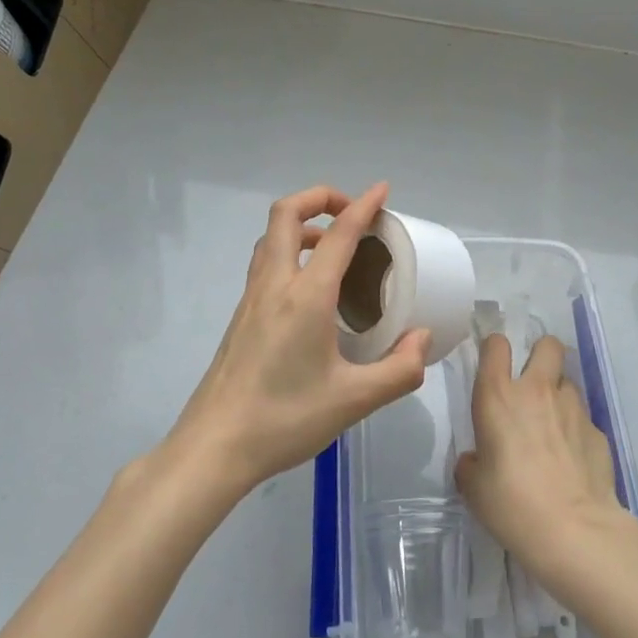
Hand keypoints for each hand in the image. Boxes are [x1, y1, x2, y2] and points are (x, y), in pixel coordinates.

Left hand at [167, 183, 430, 494]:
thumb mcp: (353, 401)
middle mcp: (275, 284)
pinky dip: (290, 250)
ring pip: (271, 236)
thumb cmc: (284, 419)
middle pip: (286, 212)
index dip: (363, 206)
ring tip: (333, 246)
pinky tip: (310, 287)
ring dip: (302, 223)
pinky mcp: (241, 314)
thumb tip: (421, 339)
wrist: (215, 446)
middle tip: (351, 214)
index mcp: (306, 296)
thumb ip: (399, 370)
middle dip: (320, 197)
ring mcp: (252, 297)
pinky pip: (266, 261)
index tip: (382, 190)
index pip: (339, 234)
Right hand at [455, 333, 627, 582]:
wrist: (574, 531)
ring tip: (553, 428)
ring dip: (558, 396)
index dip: (494, 348)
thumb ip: (471, 463)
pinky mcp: (598, 432)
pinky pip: (583, 419)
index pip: (496, 345)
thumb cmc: (512, 504)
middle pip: (547, 345)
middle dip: (541, 354)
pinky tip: (572, 460)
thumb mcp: (474, 488)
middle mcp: (538, 390)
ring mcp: (573, 408)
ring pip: (567, 382)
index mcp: (499, 396)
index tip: (493, 364)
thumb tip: (477, 460)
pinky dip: (576, 431)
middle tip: (533, 382)